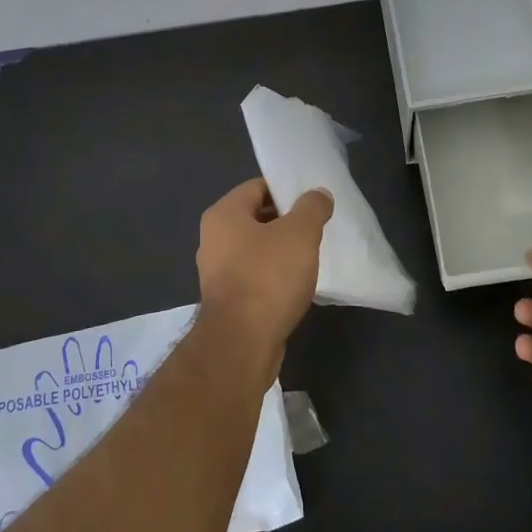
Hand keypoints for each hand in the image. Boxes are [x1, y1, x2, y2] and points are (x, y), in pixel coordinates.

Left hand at [196, 179, 332, 374]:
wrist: (242, 344)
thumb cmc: (268, 277)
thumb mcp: (300, 234)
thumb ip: (312, 208)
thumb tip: (318, 194)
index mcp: (223, 215)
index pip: (257, 187)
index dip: (286, 189)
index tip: (313, 200)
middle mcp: (213, 239)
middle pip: (255, 217)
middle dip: (286, 221)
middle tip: (317, 227)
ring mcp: (217, 272)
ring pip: (255, 249)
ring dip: (281, 251)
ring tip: (311, 256)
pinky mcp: (226, 301)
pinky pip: (254, 276)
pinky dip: (273, 276)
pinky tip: (296, 285)